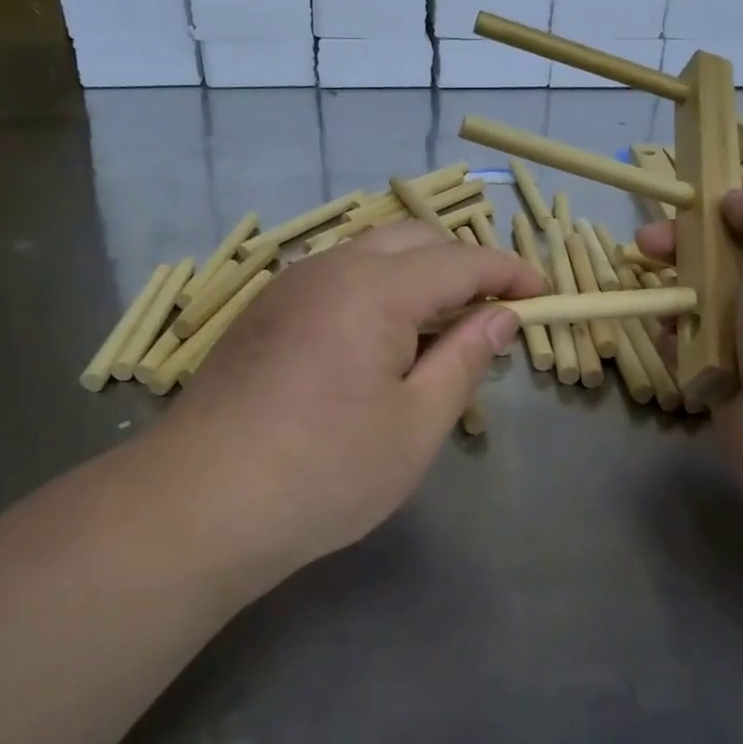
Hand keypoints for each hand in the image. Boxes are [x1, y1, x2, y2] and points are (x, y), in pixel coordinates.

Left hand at [157, 221, 544, 576]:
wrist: (198, 504)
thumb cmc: (323, 473)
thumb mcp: (414, 425)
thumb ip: (464, 359)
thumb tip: (501, 317)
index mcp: (374, 288)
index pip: (460, 260)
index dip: (509, 272)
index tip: (544, 295)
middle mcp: (329, 268)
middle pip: (414, 239)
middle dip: (464, 263)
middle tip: (493, 312)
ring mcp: (289, 286)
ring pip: (371, 252)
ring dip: (418, 275)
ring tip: (441, 329)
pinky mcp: (264, 311)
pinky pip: (337, 276)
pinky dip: (377, 289)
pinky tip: (380, 341)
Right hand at [636, 183, 742, 501]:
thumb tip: (735, 201)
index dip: (721, 203)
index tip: (682, 199)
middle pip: (724, 259)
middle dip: (683, 248)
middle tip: (646, 247)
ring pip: (702, 306)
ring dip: (674, 297)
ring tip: (657, 300)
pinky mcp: (730, 384)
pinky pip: (691, 350)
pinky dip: (674, 342)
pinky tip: (666, 340)